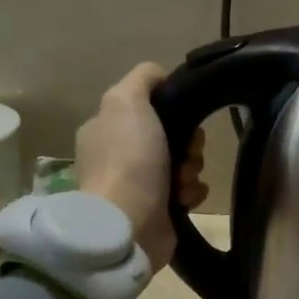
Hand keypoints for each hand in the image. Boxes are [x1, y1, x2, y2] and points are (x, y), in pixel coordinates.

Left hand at [76, 63, 206, 271]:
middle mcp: (118, 156)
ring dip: (192, 169)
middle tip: (186, 153)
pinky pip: (188, 192)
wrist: (128, 223)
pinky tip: (185, 199)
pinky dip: (192, 193)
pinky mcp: (157, 212)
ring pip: (183, 164)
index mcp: (106, 129)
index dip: (171, 110)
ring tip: (183, 181)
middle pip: (171, 135)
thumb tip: (160, 76)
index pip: (148, 108)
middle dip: (188, 143)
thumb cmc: (128, 159)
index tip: (182, 118)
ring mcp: (137, 186)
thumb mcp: (127, 101)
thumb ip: (143, 79)